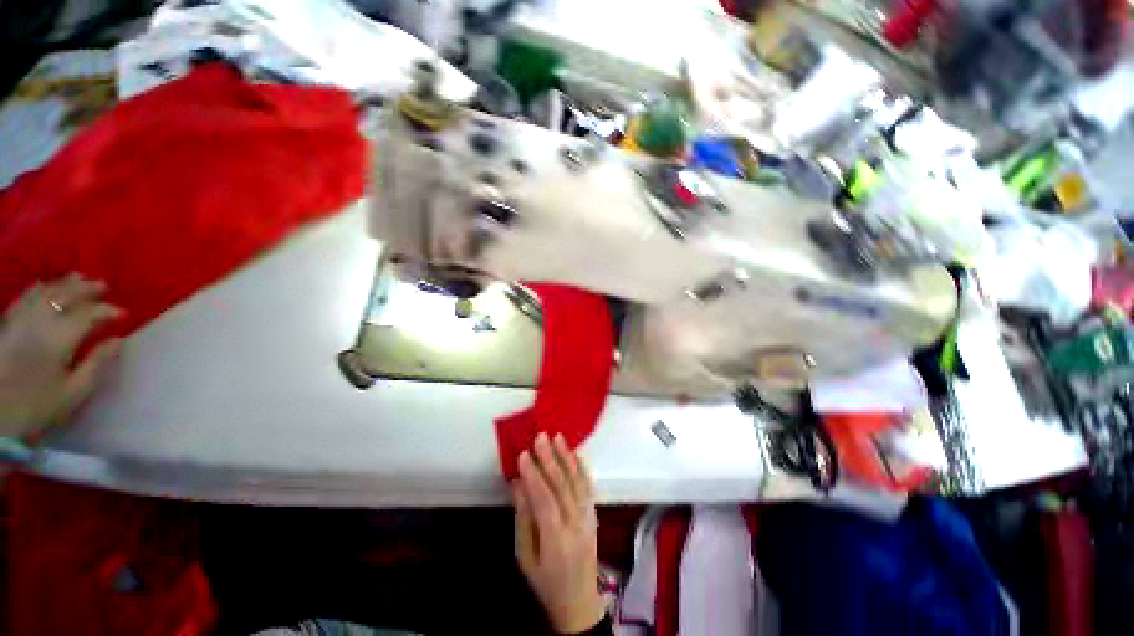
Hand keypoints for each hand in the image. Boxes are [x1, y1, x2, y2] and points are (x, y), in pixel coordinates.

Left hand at [0, 274, 122, 440]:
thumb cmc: (38, 407)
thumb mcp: (73, 393)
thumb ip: (96, 364)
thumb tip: (118, 341)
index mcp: (60, 339)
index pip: (89, 314)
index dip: (108, 311)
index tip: (123, 315)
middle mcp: (40, 322)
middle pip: (64, 295)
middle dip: (86, 288)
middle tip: (103, 286)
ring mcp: (20, 321)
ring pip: (43, 292)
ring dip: (63, 284)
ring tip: (78, 279)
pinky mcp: (7, 324)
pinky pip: (24, 298)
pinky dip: (39, 289)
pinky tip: (45, 287)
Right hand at [513, 433, 604, 633]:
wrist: (579, 603)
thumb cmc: (546, 583)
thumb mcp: (525, 557)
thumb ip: (523, 519)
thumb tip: (517, 485)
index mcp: (556, 539)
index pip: (544, 499)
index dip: (533, 475)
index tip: (523, 454)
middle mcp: (576, 524)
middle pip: (562, 485)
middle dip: (550, 458)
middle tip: (540, 437)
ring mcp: (588, 517)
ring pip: (577, 481)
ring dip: (567, 457)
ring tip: (557, 437)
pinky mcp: (594, 514)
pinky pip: (589, 486)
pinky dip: (581, 467)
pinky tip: (575, 454)